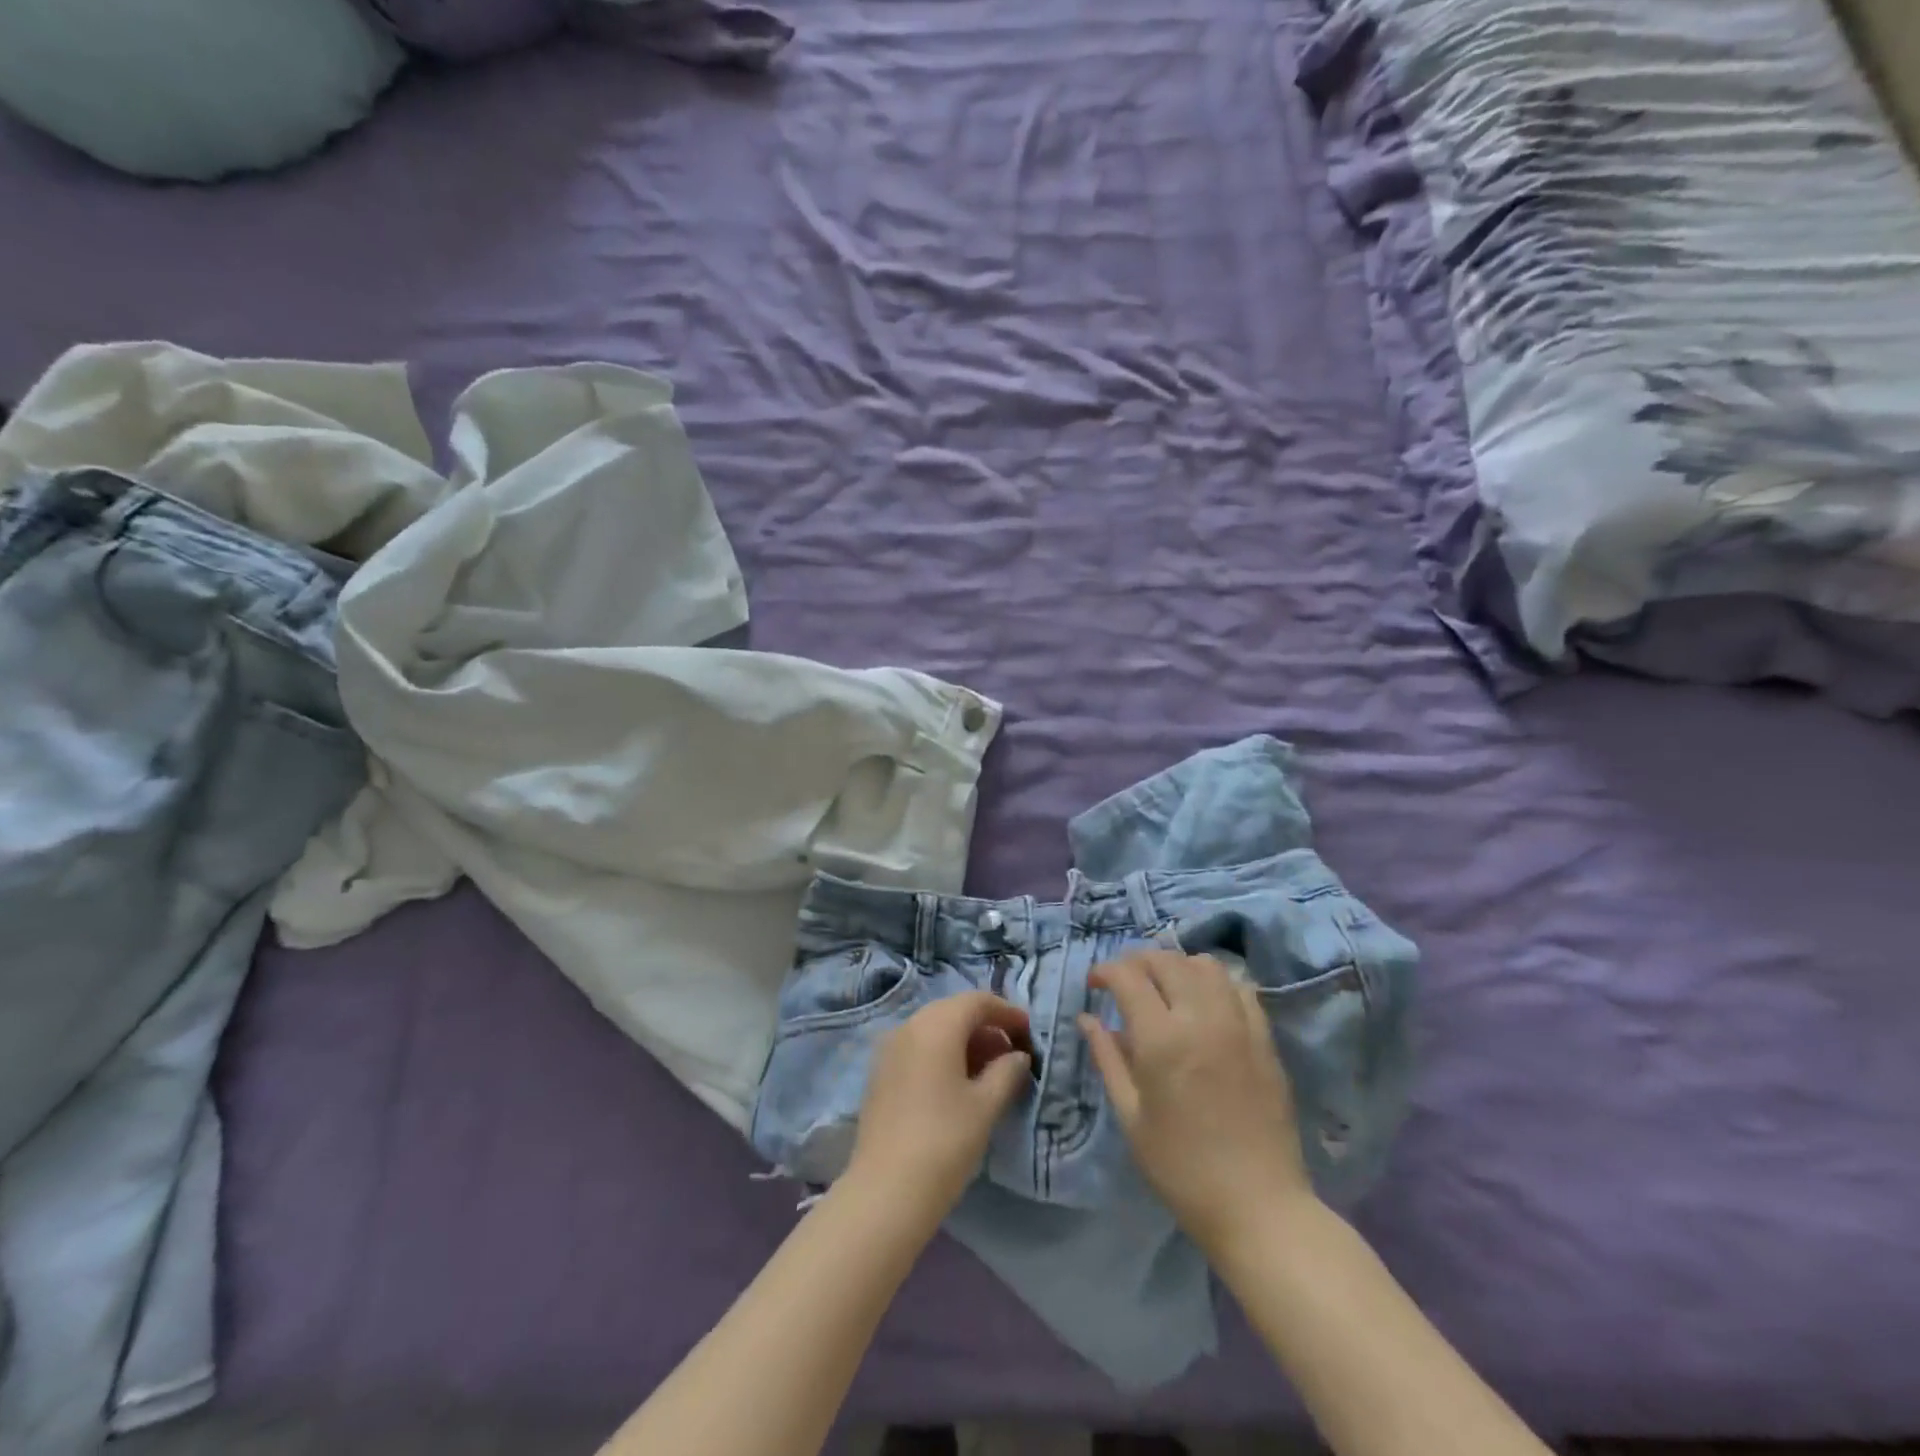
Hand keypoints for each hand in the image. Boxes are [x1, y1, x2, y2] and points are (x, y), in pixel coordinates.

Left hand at [845, 992, 1032, 1234]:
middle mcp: (909, 1026)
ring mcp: (889, 1048)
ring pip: (934, 1029)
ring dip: (964, 1041)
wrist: (886, 1191)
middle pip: (954, 1011)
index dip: (1006, 1012)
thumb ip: (1007, 1072)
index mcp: (936, 1025)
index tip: (1028, 1032)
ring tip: (990, 1071)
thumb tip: (1018, 1056)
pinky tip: (958, 1084)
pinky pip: (918, 1047)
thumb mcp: (986, 1105)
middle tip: (1012, 1054)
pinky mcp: (880, 1072)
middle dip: (986, 1026)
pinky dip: (942, 1053)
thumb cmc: (944, 1142)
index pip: (977, 1001)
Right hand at [1079, 951, 1313, 1254]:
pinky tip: (1204, 1002)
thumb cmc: (1182, 1168)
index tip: (1095, 984)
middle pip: (1166, 961)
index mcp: (1162, 1039)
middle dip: (1138, 962)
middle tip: (1124, 982)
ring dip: (1177, 966)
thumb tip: (1088, 1019)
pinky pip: (1240, 988)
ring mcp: (1239, 1024)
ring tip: (1164, 987)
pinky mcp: (1265, 1038)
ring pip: (1205, 965)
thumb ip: (1108, 1059)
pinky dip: (1215, 982)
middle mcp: (1201, 1018)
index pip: (1128, 976)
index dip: (1106, 971)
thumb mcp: (1131, 1117)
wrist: (1259, 1207)